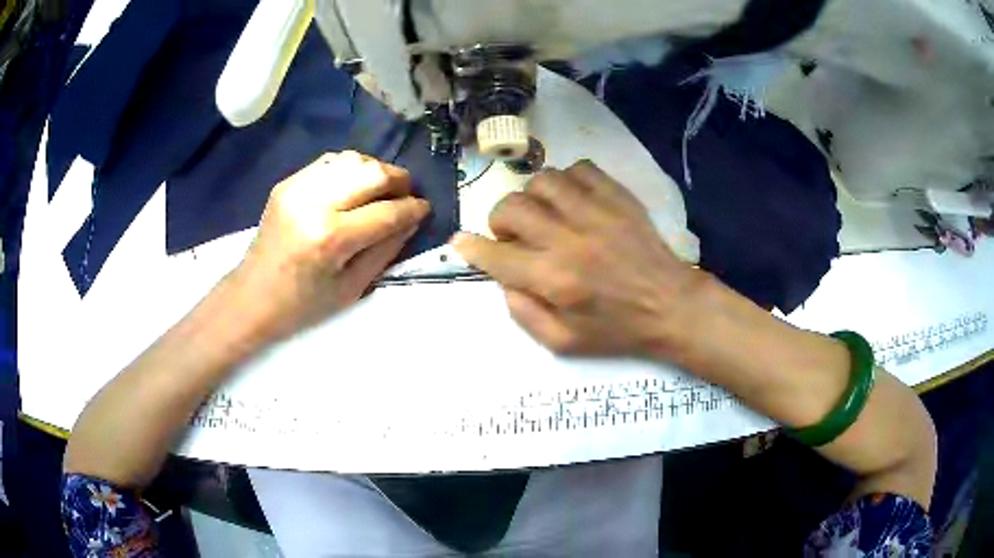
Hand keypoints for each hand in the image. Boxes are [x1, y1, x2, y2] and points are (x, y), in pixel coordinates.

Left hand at [235, 151, 429, 338]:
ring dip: (376, 171)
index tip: (425, 208)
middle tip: (407, 195)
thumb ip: (386, 250)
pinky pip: (330, 162)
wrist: (252, 296)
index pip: (386, 211)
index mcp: (331, 238)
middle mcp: (315, 203)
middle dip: (399, 181)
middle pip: (372, 173)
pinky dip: (351, 169)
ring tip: (382, 190)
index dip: (413, 208)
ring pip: (353, 160)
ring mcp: (298, 188)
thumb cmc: (303, 305)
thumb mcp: (352, 288)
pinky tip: (355, 186)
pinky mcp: (287, 183)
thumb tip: (412, 220)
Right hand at [453, 161, 705, 356]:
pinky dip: (568, 181)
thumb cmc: (618, 330)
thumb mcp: (564, 343)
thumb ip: (524, 314)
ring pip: (542, 181)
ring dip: (532, 197)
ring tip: (543, 214)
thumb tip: (503, 280)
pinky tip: (573, 200)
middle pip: (512, 207)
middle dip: (499, 220)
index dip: (471, 248)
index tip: (462, 242)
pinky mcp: (618, 197)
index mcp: (554, 279)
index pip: (496, 255)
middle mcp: (570, 239)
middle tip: (513, 236)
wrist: (672, 306)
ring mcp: (596, 212)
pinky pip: (580, 169)